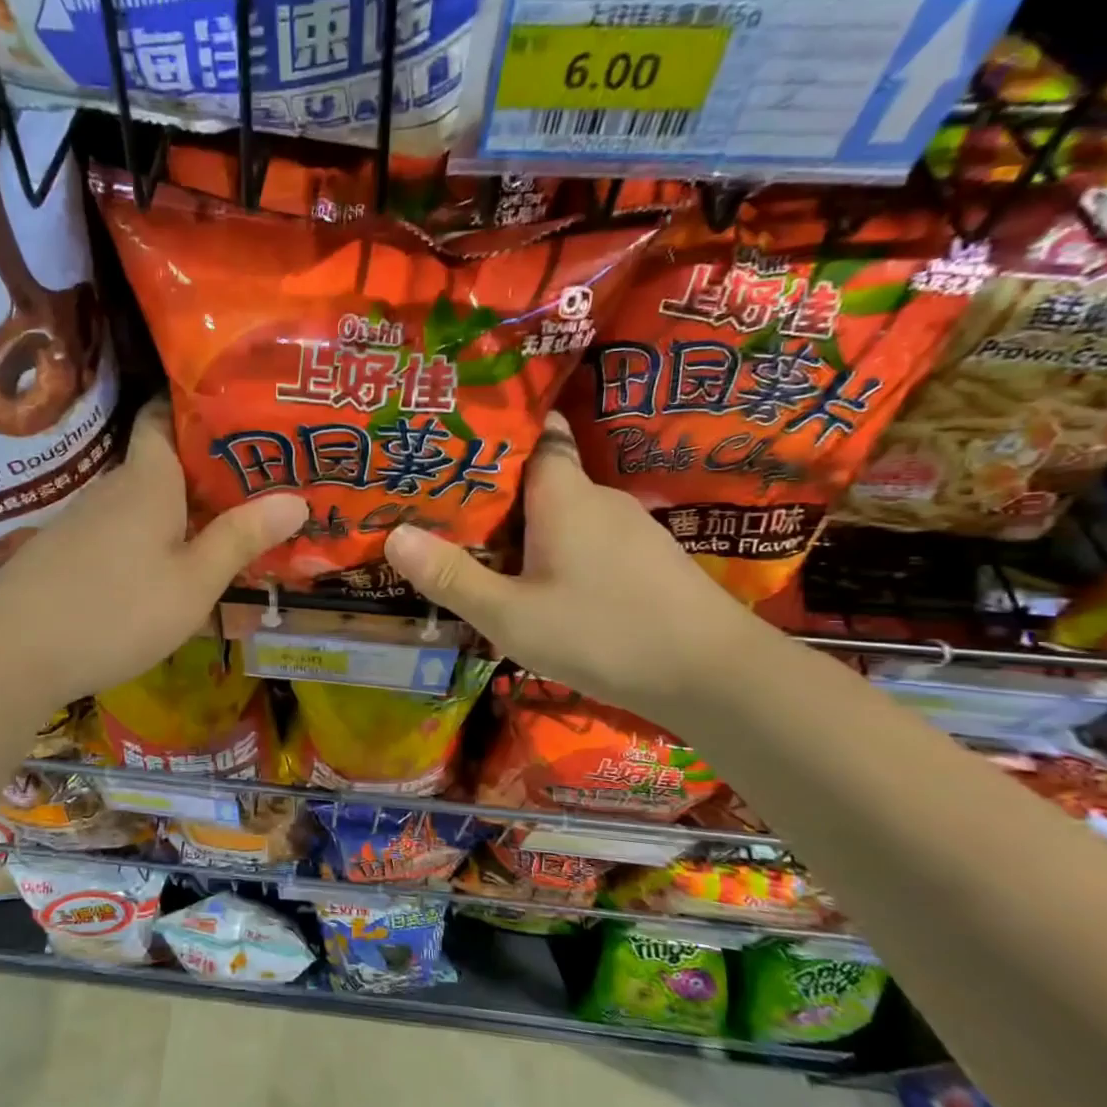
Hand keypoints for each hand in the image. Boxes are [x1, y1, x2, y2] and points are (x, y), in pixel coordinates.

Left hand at [0, 400, 306, 720]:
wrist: (9, 655)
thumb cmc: (116, 610)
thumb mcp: (193, 582)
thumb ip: (241, 539)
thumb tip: (297, 498)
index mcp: (146, 480)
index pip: (162, 415)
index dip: (197, 407)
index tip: (241, 416)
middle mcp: (111, 490)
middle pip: (161, 465)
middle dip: (206, 472)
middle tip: (258, 487)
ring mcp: (82, 523)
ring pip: (143, 506)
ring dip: (180, 515)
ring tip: (225, 533)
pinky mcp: (65, 556)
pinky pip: (120, 536)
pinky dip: (150, 543)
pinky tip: (167, 575)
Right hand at [383, 412, 768, 724]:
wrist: (714, 677)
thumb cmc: (604, 633)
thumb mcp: (511, 615)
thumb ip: (452, 577)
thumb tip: (392, 536)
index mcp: (564, 494)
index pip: (537, 433)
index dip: (500, 430)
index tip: (456, 439)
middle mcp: (599, 498)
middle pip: (541, 476)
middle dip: (494, 489)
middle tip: (443, 506)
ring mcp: (629, 529)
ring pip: (563, 514)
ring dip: (525, 527)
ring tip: (478, 548)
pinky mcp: (646, 561)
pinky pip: (586, 540)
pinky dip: (556, 550)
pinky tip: (538, 585)